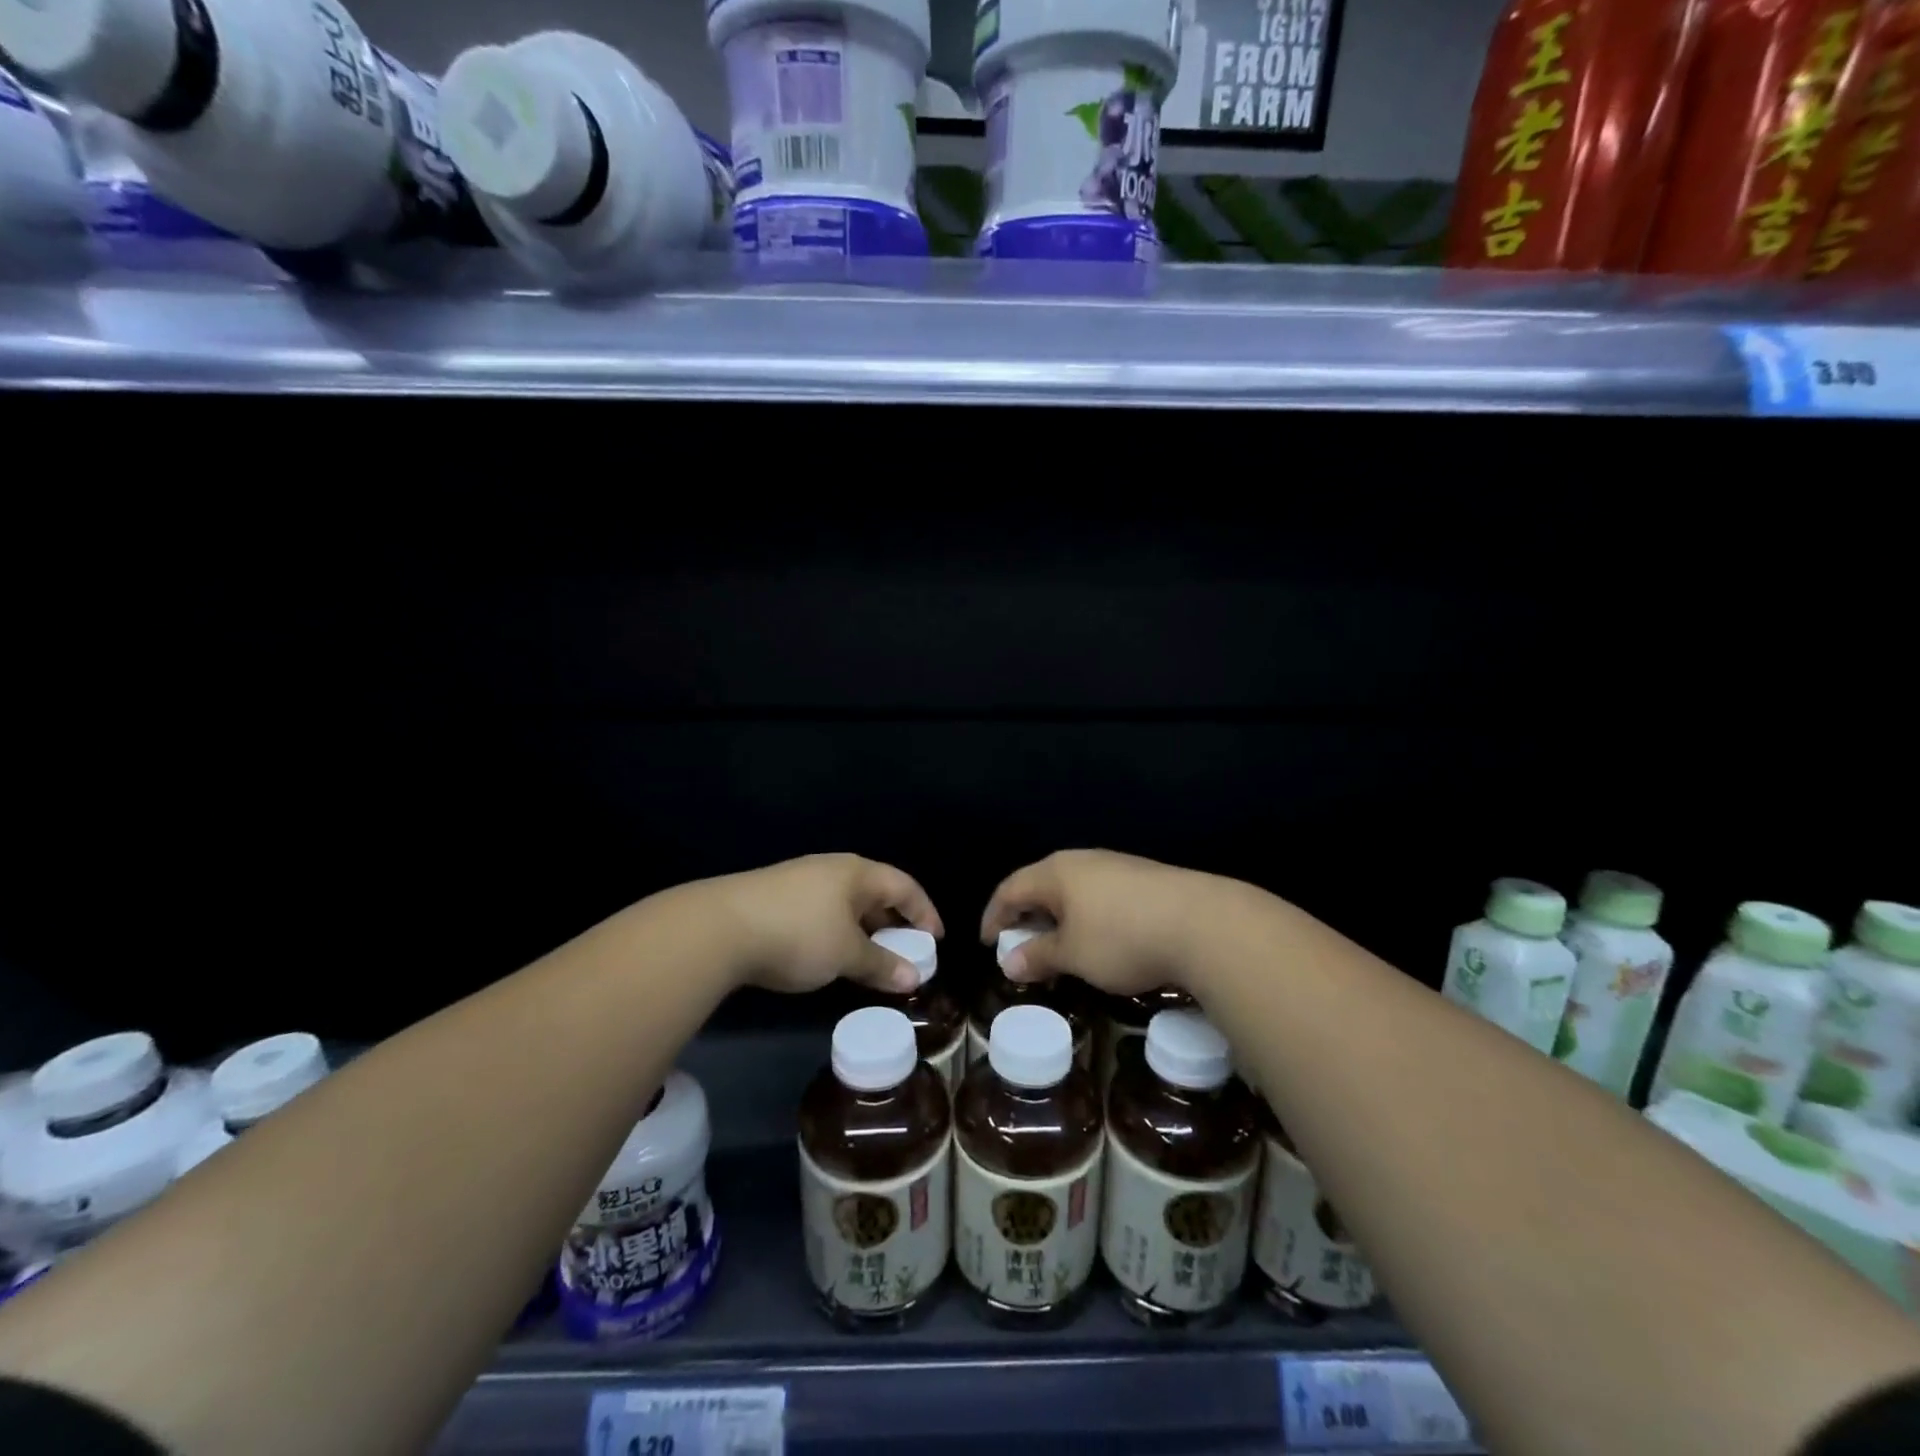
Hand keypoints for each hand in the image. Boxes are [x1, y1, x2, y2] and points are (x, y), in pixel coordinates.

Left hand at [710, 853, 941, 994]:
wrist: (720, 928)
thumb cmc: (798, 935)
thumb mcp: (846, 955)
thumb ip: (881, 965)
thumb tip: (913, 977)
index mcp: (857, 873)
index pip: (904, 886)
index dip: (925, 912)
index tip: (936, 940)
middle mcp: (832, 868)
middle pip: (875, 891)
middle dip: (893, 922)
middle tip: (905, 951)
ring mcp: (800, 879)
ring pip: (846, 903)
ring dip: (863, 929)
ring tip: (869, 957)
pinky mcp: (775, 896)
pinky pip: (821, 911)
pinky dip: (837, 931)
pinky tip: (828, 954)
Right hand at [980, 850, 1234, 995]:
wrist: (1203, 923)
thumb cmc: (1122, 938)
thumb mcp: (1073, 955)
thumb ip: (1038, 956)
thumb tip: (1008, 962)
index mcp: (1056, 872)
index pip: (1010, 889)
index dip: (994, 916)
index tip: (987, 943)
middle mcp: (1082, 860)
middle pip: (1041, 884)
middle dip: (1026, 915)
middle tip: (1019, 944)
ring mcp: (1116, 865)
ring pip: (1072, 889)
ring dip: (1057, 916)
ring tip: (1057, 945)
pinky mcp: (1144, 878)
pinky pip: (1098, 894)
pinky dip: (1085, 916)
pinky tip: (1097, 938)